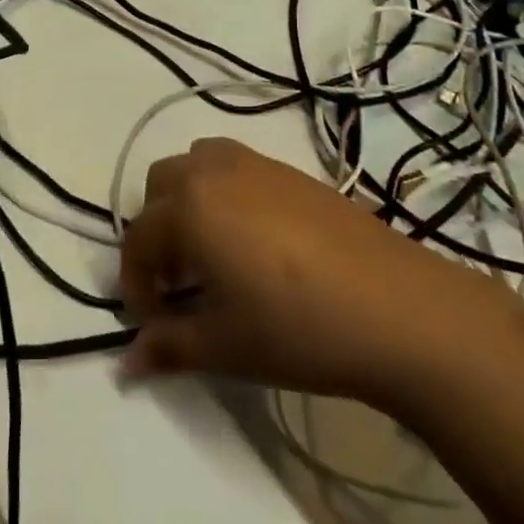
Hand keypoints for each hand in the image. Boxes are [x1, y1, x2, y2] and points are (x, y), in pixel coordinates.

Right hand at [120, 138, 507, 407]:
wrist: (395, 305)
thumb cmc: (297, 327)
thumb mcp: (225, 346)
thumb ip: (169, 347)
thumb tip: (129, 361)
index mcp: (189, 206)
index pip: (138, 238)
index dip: (136, 284)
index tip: (151, 324)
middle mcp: (213, 170)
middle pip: (160, 186)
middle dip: (157, 231)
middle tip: (179, 282)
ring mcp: (254, 162)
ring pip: (196, 164)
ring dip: (188, 200)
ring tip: (213, 253)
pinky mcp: (290, 169)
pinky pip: (235, 166)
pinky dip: (224, 193)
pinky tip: (256, 242)